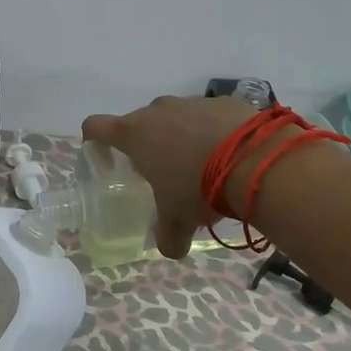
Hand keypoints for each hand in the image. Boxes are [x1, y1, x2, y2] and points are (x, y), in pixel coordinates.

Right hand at [82, 94, 268, 258]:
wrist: (256, 161)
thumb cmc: (198, 188)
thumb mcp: (178, 220)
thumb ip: (167, 236)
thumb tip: (170, 250)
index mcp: (135, 134)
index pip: (95, 126)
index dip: (95, 142)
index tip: (106, 160)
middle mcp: (158, 111)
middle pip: (139, 123)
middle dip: (146, 145)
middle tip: (162, 173)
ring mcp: (192, 102)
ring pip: (176, 118)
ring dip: (181, 137)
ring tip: (203, 166)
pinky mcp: (224, 101)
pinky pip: (210, 116)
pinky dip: (213, 131)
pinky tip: (231, 155)